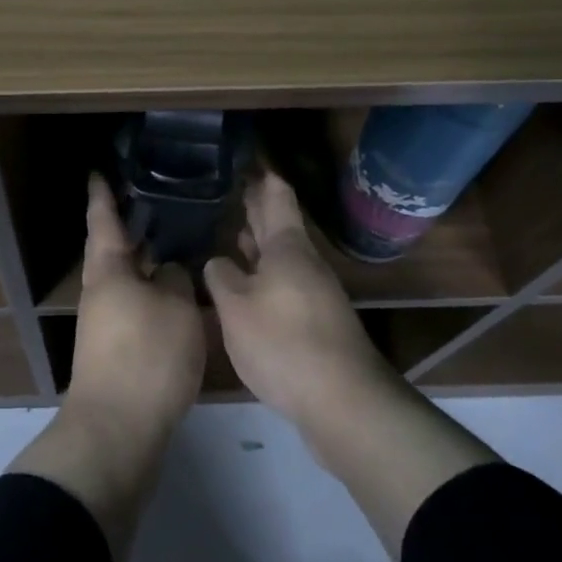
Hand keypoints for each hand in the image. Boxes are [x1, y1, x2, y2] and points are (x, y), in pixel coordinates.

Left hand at [67, 174, 204, 439]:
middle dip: (131, 225)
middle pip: (114, 247)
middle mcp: (101, 289)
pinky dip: (154, 290)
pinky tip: (180, 292)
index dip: (102, 193)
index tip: (99, 170)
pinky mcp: (118, 348)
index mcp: (108, 269)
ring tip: (177, 240)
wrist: (118, 430)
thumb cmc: (146, 356)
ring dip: (146, 259)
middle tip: (159, 199)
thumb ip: (175, 280)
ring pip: (128, 277)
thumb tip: (168, 271)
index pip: (103, 218)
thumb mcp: (175, 309)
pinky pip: (137, 303)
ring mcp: (106, 321)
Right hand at [204, 170, 399, 427]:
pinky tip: (241, 283)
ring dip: (255, 242)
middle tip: (221, 190)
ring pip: (279, 255)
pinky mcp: (314, 321)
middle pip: (278, 223)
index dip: (258, 174)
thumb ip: (221, 277)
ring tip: (225, 230)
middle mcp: (304, 262)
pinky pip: (281, 281)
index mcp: (287, 246)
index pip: (275, 194)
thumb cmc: (284, 343)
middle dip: (252, 206)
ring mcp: (313, 292)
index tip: (237, 157)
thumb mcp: (235, 307)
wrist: (343, 404)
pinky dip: (260, 272)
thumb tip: (218, 261)